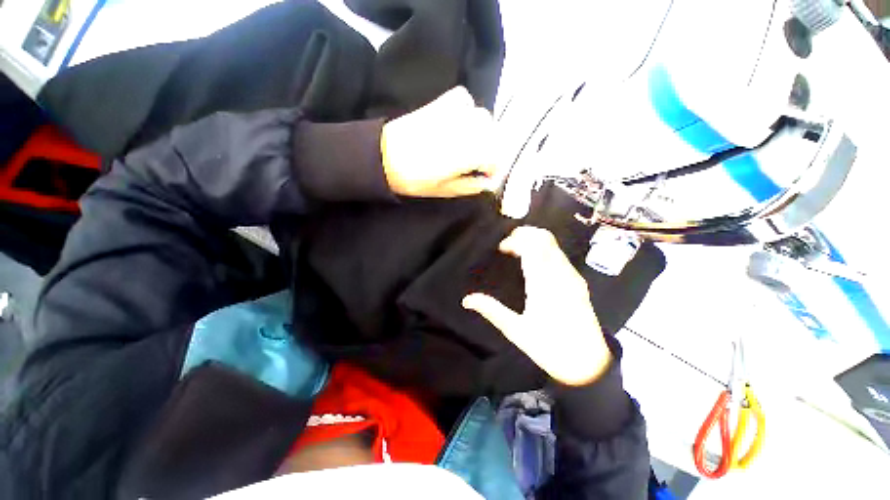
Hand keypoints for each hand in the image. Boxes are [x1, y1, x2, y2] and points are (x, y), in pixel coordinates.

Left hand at [381, 86, 497, 197]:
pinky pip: (466, 101)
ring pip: (484, 117)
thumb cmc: (414, 179)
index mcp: (468, 153)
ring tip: (469, 145)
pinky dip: (467, 112)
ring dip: (482, 132)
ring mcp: (454, 112)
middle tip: (478, 164)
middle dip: (491, 150)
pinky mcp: (441, 102)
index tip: (486, 177)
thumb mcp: (445, 190)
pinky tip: (458, 124)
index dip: (495, 169)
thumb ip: (471, 186)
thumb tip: (489, 182)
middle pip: (495, 135)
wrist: (383, 156)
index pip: (498, 157)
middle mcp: (467, 129)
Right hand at [462, 227, 612, 385]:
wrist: (589, 364)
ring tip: (517, 250)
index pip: (531, 247)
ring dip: (534, 241)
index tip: (501, 248)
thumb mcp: (516, 330)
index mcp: (543, 284)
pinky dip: (544, 250)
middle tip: (508, 243)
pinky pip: (559, 255)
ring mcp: (572, 276)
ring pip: (554, 245)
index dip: (515, 240)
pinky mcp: (578, 281)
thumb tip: (467, 300)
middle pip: (545, 239)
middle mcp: (560, 274)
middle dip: (525, 233)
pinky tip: (534, 262)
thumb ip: (491, 310)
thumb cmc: (550, 347)